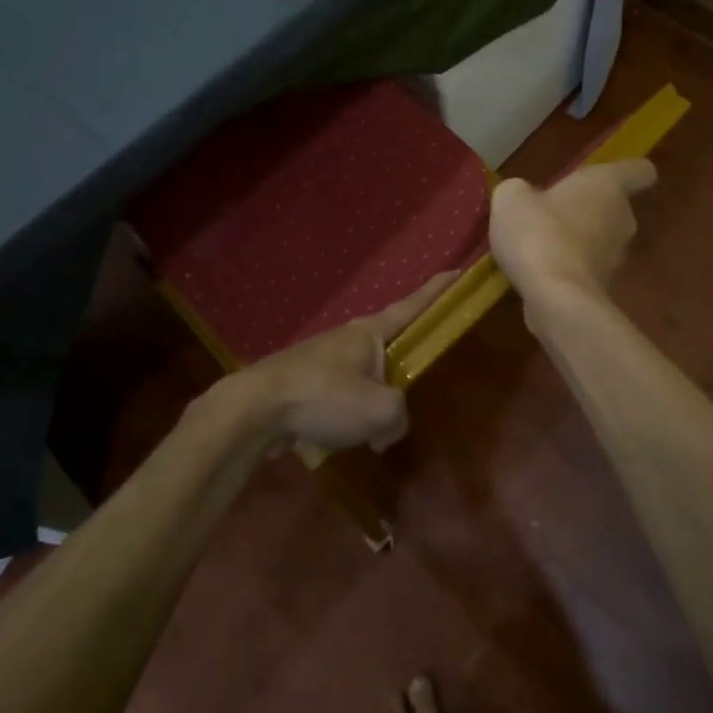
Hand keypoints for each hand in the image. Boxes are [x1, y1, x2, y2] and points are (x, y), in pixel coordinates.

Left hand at [229, 272, 456, 453]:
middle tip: (413, 387)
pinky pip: (341, 398)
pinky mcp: (306, 383)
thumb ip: (399, 416)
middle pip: (389, 347)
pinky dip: (350, 417)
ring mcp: (324, 359)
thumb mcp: (379, 411)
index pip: (413, 305)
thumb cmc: (323, 397)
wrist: (255, 409)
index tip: (458, 271)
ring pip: (364, 378)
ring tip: (375, 433)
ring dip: (373, 402)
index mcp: (370, 332)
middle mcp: (349, 338)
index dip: (437, 290)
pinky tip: (345, 441)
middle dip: (402, 367)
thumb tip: (389, 428)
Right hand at [489, 160, 656, 312]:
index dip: (628, 171)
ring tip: (539, 243)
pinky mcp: (603, 287)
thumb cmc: (540, 232)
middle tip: (552, 210)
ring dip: (576, 239)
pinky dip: (567, 267)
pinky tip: (538, 270)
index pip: (640, 171)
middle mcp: (622, 219)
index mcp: (608, 186)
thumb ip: (519, 190)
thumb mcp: (512, 198)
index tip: (606, 176)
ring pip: (600, 239)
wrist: (555, 298)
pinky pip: (585, 267)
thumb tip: (523, 196)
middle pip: (614, 207)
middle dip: (586, 208)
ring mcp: (616, 257)